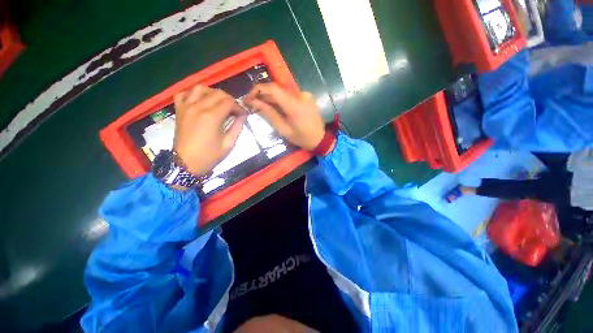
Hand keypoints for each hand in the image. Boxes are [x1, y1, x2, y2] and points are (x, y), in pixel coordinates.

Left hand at [173, 85, 245, 175]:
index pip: (229, 102)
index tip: (243, 114)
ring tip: (218, 103)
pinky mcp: (179, 110)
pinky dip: (193, 94)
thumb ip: (237, 127)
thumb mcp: (228, 144)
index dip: (239, 107)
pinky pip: (184, 94)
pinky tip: (200, 101)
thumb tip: (243, 116)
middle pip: (217, 93)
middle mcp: (198, 107)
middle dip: (229, 100)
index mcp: (212, 117)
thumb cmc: (209, 156)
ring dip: (213, 93)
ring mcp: (186, 107)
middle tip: (234, 110)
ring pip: (201, 88)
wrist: (186, 163)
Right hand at [244, 83, 325, 150]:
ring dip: (272, 97)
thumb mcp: (283, 129)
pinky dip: (282, 99)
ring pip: (283, 91)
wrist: (320, 138)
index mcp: (294, 105)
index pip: (273, 88)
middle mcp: (300, 95)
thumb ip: (269, 114)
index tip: (249, 97)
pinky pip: (290, 94)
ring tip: (265, 107)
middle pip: (277, 89)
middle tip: (254, 104)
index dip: (258, 89)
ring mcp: (305, 94)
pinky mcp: (307, 95)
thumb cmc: (301, 138)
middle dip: (264, 95)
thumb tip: (254, 102)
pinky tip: (279, 107)